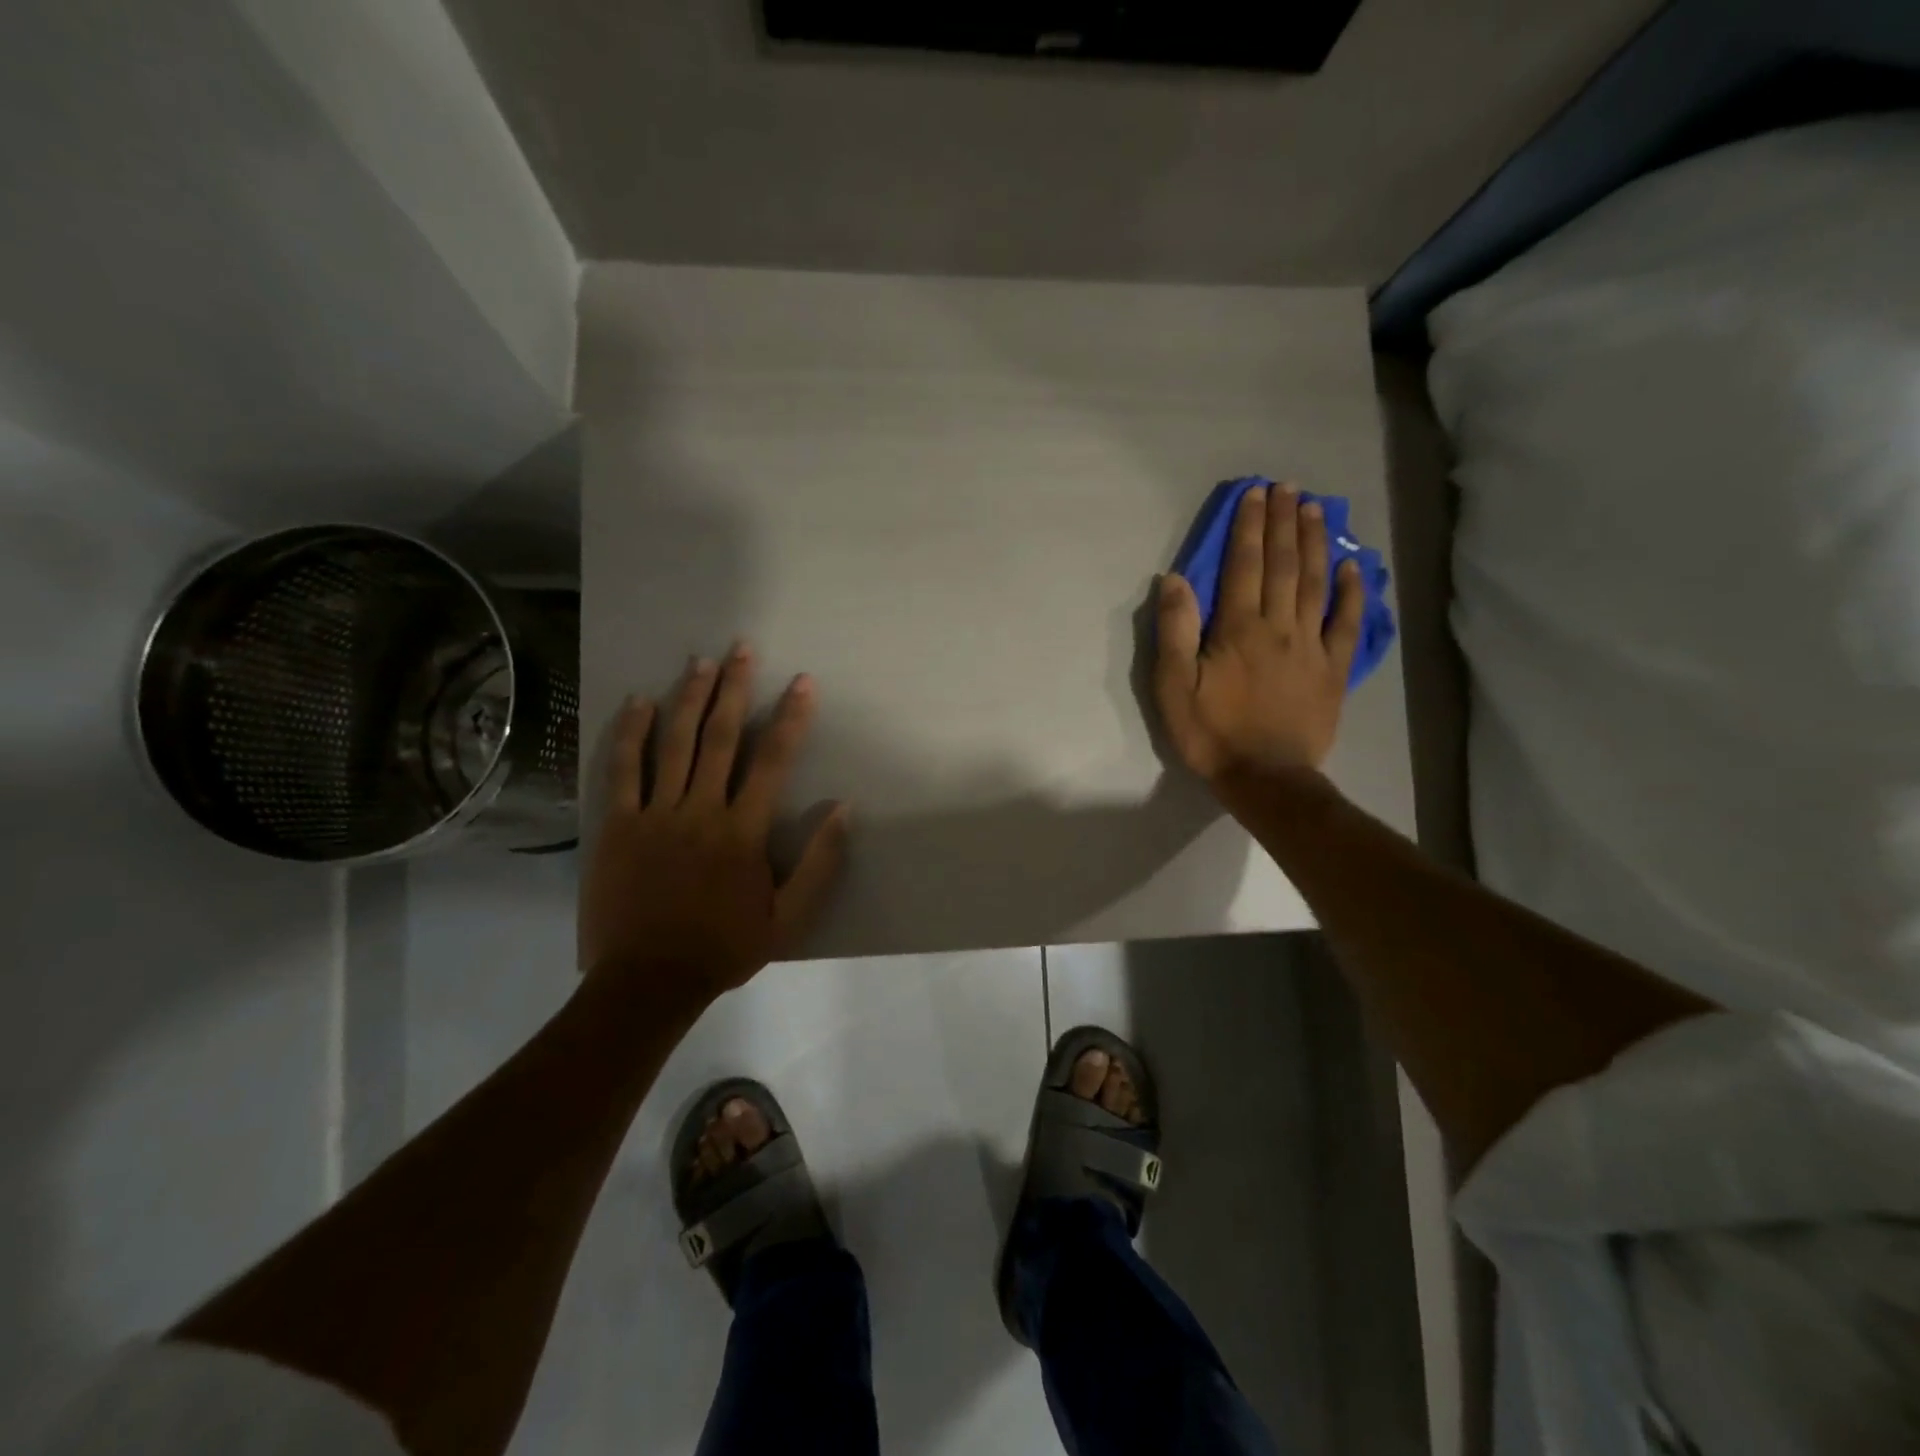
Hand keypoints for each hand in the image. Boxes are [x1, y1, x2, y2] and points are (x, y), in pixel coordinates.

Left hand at [579, 645, 848, 1002]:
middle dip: (735, 688)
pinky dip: (632, 733)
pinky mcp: (618, 825)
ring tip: (701, 662)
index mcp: (743, 831)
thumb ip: (820, 864)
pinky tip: (639, 702)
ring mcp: (655, 814)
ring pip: (674, 743)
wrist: (648, 981)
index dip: (791, 717)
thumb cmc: (724, 948)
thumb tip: (842, 809)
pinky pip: (624, 769)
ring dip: (689, 698)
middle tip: (743, 648)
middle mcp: (701, 810)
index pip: (773, 761)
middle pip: (721, 737)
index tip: (802, 682)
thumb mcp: (790, 920)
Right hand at [1153, 483, 1364, 786]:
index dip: (1250, 528)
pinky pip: (1346, 624)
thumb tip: (1174, 579)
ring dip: (1315, 544)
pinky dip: (1351, 593)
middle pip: (1284, 565)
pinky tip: (1351, 568)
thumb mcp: (1173, 686)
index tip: (1255, 495)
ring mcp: (1312, 646)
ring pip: (1316, 584)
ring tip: (1317, 510)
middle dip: (1285, 523)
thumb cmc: (1211, 732)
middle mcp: (1280, 626)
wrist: (1265, 776)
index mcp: (1238, 629)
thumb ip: (1174, 631)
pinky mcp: (1333, 669)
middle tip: (1290, 488)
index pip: (1244, 566)